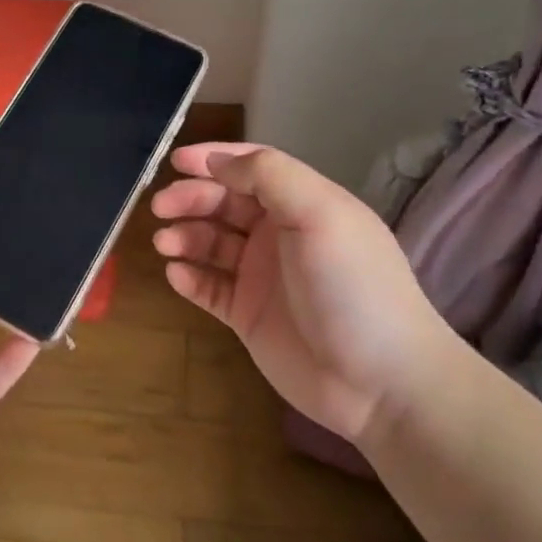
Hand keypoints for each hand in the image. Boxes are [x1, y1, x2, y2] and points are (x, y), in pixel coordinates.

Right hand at [151, 143, 458, 441]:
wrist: (381, 382)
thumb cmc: (353, 285)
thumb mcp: (320, 214)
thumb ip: (270, 176)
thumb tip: (218, 161)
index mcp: (303, 204)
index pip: (252, 168)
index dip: (215, 159)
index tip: (176, 160)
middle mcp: (280, 234)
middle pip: (225, 202)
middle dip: (191, 198)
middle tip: (161, 207)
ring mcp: (262, 276)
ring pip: (211, 243)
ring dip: (185, 236)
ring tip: (165, 244)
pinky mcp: (248, 315)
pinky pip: (209, 287)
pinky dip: (189, 277)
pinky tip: (176, 274)